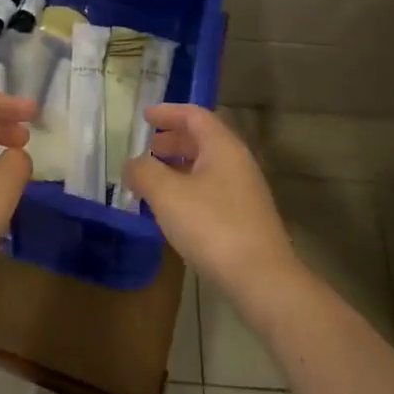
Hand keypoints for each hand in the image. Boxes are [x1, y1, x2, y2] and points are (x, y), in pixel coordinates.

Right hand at [122, 104, 298, 298]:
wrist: (262, 281)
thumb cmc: (212, 226)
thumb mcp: (167, 194)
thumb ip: (144, 172)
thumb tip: (131, 164)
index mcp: (222, 146)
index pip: (194, 115)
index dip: (168, 112)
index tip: (145, 116)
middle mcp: (237, 162)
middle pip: (202, 139)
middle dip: (173, 140)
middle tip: (147, 147)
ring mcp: (245, 191)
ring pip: (207, 166)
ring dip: (179, 166)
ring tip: (153, 179)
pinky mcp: (246, 218)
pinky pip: (212, 189)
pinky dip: (189, 188)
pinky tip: (173, 209)